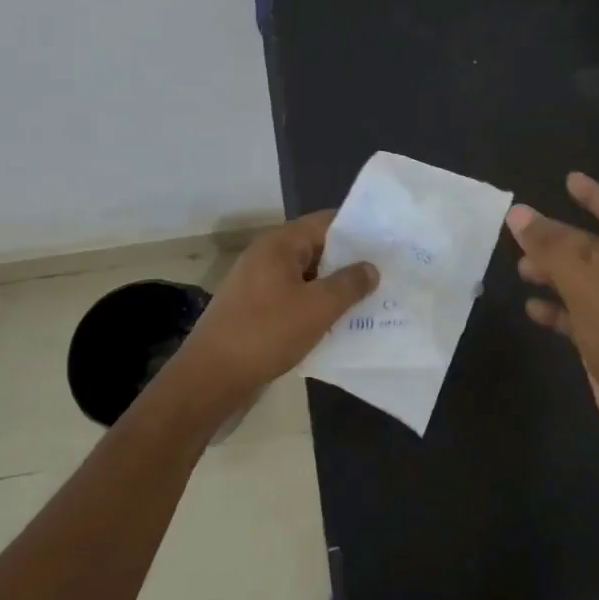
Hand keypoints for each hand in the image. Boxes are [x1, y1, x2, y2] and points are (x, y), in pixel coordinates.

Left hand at [171, 211, 377, 408]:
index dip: (358, 230)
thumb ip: (349, 284)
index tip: (387, 243)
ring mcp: (257, 283)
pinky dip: (314, 306)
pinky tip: (337, 323)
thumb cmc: (267, 333)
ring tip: (369, 300)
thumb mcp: (318, 307)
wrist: (211, 377)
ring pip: (306, 277)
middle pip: (316, 248)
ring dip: (333, 288)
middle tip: (385, 274)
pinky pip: (292, 298)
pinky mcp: (254, 309)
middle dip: (349, 262)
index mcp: (279, 244)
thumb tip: (370, 267)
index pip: (325, 222)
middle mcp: (266, 256)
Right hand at [507, 173, 598, 457]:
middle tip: (521, 233)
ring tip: (520, 270)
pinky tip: (531, 310)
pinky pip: (571, 315)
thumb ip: (551, 249)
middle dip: (557, 237)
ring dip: (550, 272)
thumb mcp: (582, 286)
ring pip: (576, 280)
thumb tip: (517, 212)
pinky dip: (552, 309)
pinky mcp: (598, 339)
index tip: (569, 180)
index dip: (594, 195)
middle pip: (587, 247)